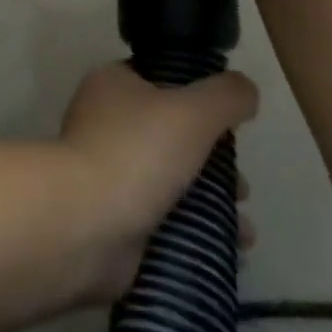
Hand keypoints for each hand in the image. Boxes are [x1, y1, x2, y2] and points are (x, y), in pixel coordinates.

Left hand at [57, 62, 257, 299]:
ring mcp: (108, 170)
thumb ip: (225, 96)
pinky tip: (230, 251)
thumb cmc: (136, 152)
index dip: (199, 99)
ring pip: (172, 179)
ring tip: (245, 229)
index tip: (232, 127)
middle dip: (214, 162)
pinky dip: (196, 231)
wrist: (85, 222)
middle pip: (172, 134)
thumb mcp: (191, 112)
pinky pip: (165, 219)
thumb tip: (245, 88)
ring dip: (211, 201)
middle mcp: (106, 121)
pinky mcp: (115, 215)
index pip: (162, 80)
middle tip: (242, 187)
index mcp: (113, 84)